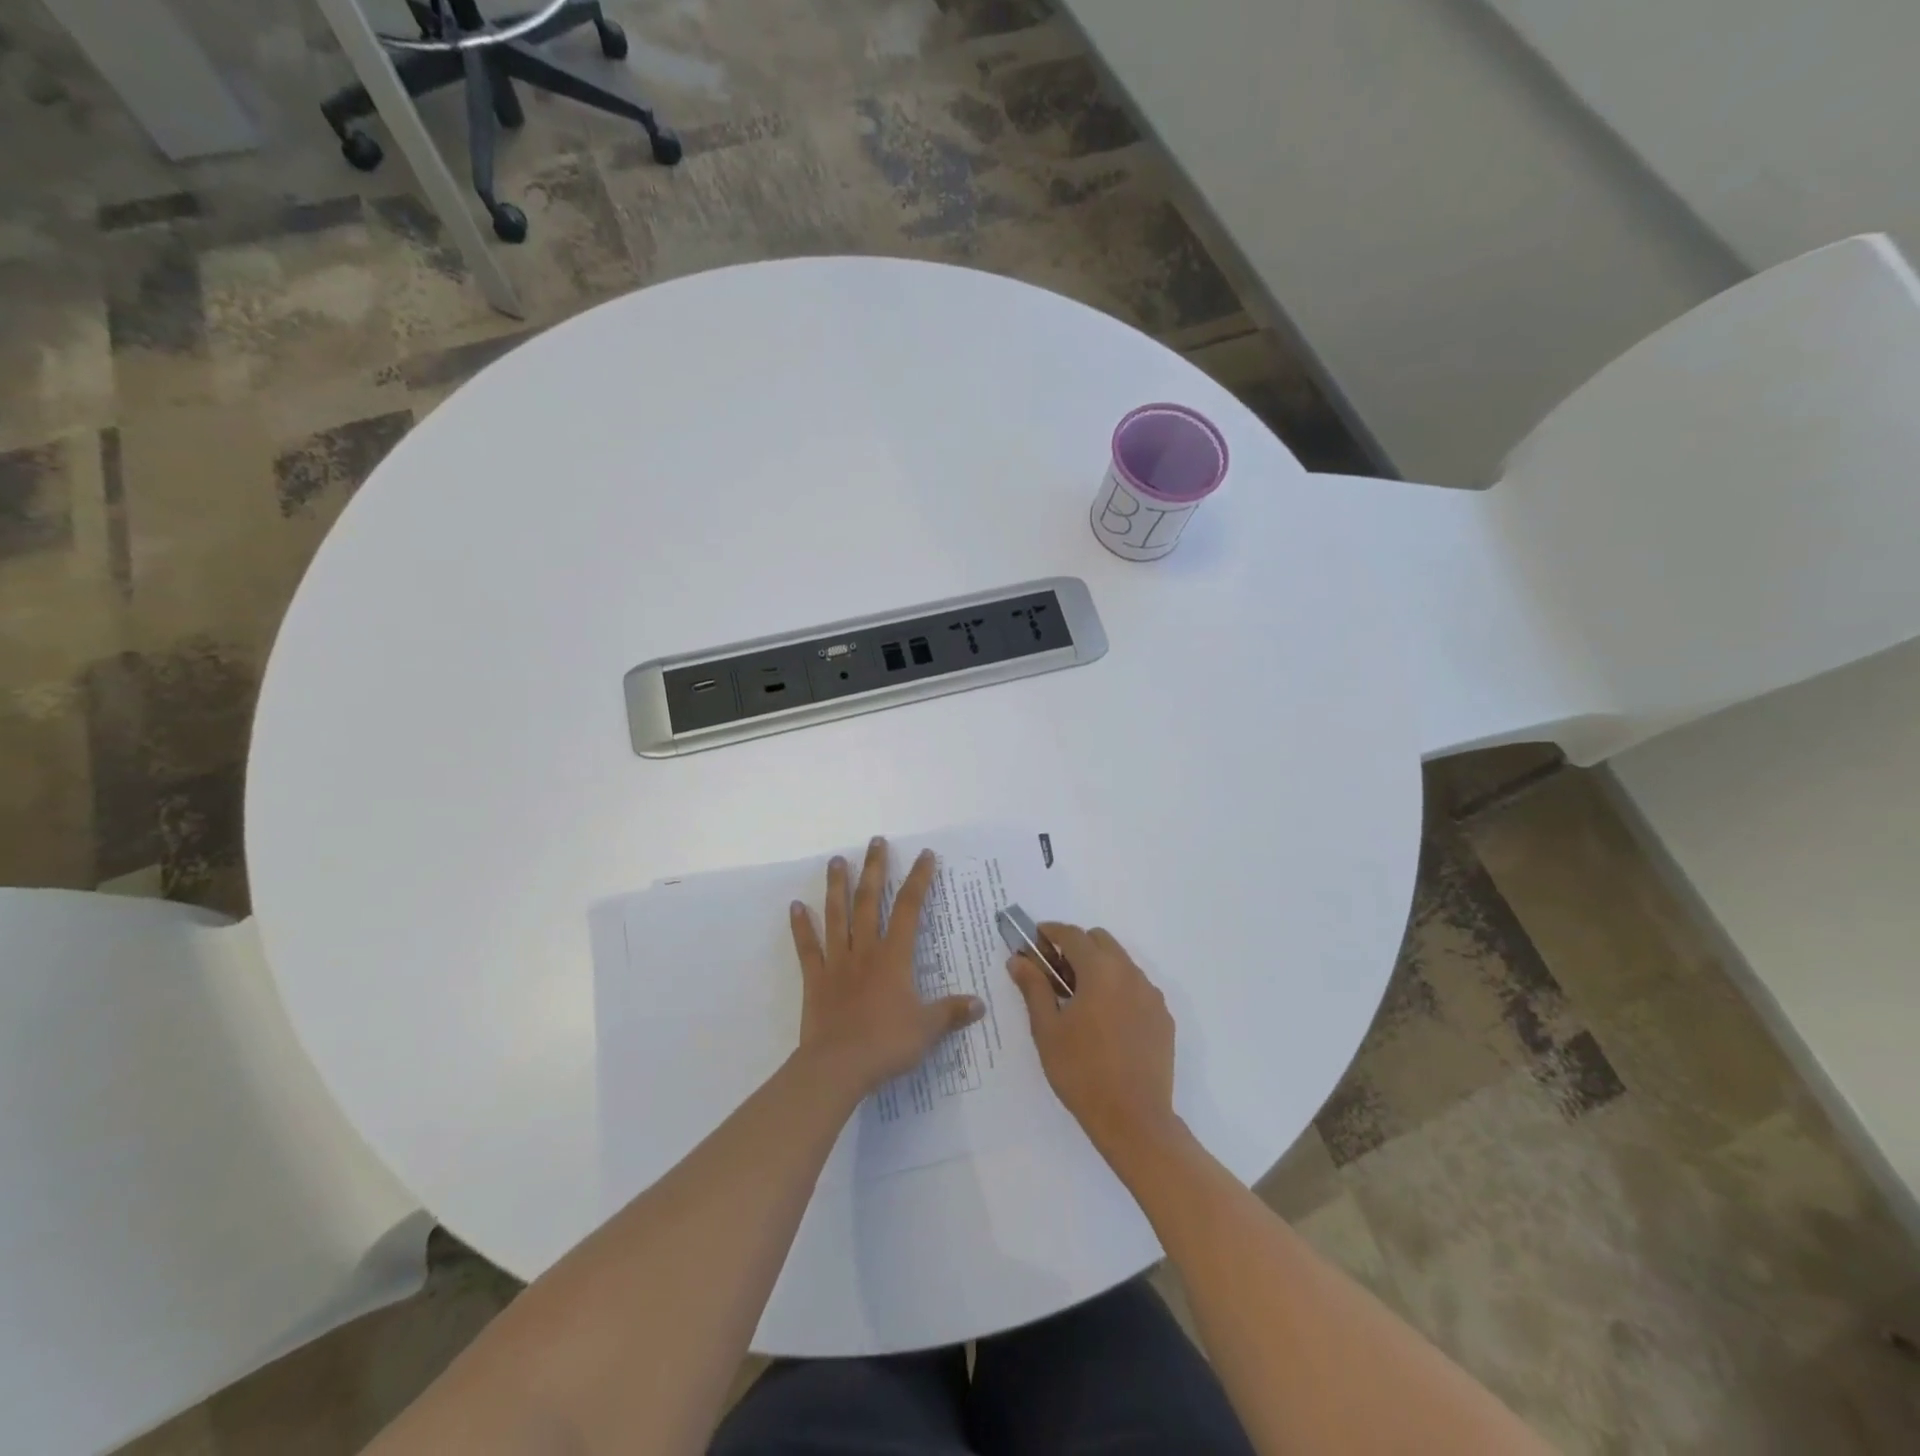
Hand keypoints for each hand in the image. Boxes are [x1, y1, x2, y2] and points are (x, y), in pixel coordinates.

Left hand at [790, 837, 984, 1098]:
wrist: (838, 1067)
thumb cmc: (886, 1044)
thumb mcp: (927, 1029)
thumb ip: (951, 1013)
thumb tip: (979, 1004)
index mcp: (894, 957)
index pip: (910, 908)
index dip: (919, 880)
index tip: (925, 855)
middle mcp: (865, 950)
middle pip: (869, 901)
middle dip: (875, 869)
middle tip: (876, 841)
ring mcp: (837, 962)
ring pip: (836, 915)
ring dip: (837, 886)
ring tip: (837, 860)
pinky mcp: (815, 979)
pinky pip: (807, 947)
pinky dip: (801, 926)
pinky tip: (795, 906)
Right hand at [1008, 925, 1179, 1160]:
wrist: (1134, 1120)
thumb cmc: (1081, 1072)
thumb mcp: (1047, 1029)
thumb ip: (1033, 987)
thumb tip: (1018, 959)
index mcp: (1100, 971)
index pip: (1073, 935)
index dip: (1050, 932)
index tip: (1034, 941)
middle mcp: (1130, 973)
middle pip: (1100, 941)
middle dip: (1076, 947)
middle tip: (1055, 974)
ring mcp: (1151, 995)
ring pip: (1121, 963)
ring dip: (1098, 967)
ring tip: (1079, 1000)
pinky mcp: (1163, 1017)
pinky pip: (1137, 988)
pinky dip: (1118, 989)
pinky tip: (1105, 1022)